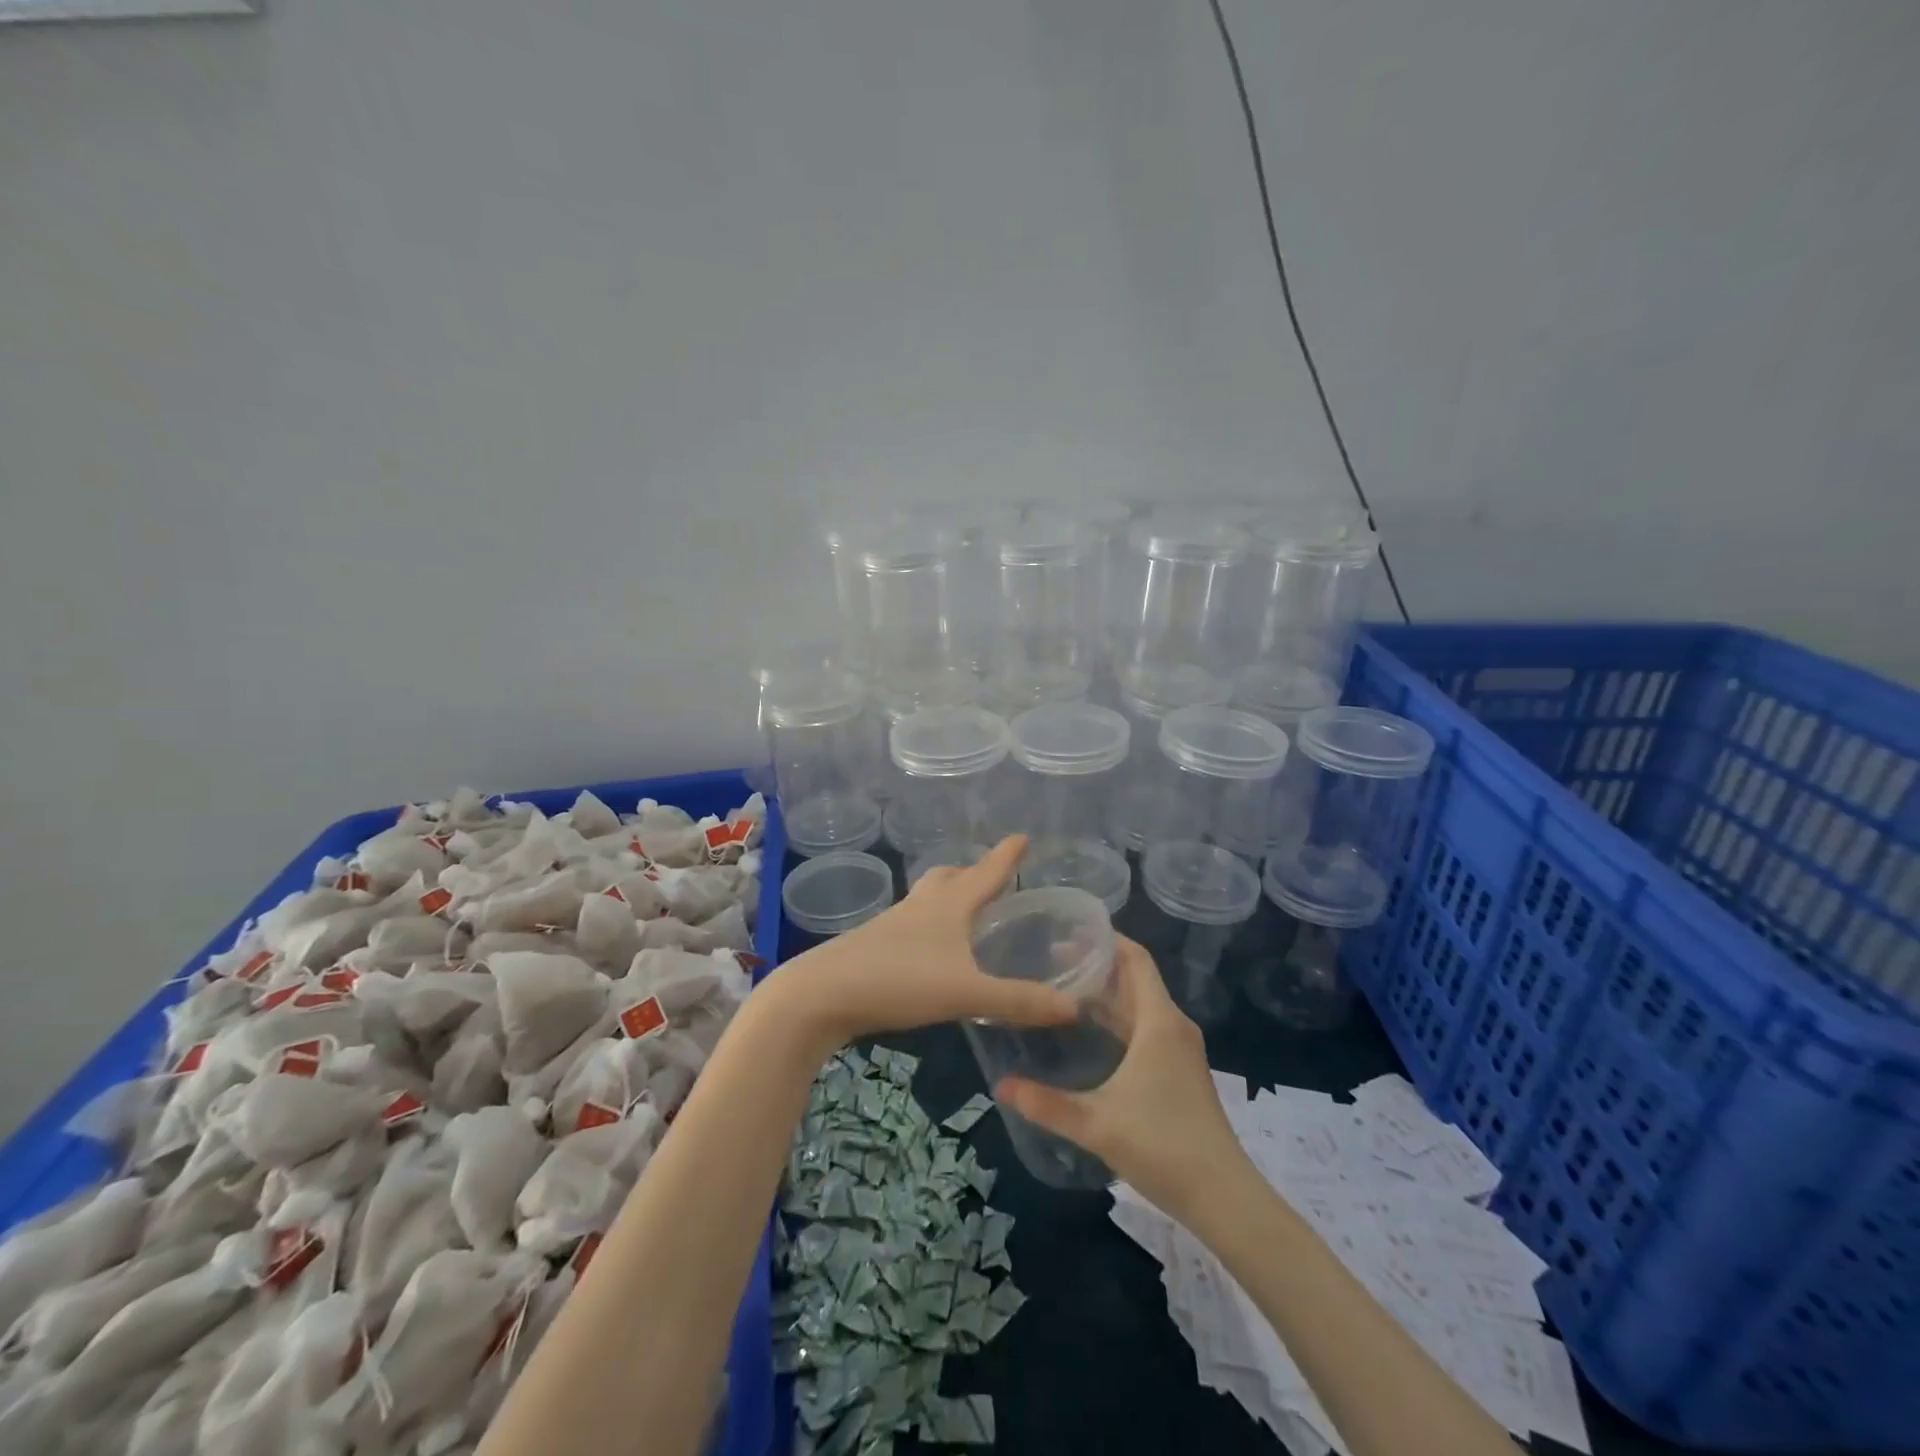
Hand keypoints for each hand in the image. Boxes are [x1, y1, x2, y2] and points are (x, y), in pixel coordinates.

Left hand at [782, 836, 1078, 1046]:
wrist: (821, 994)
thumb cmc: (898, 980)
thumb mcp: (966, 993)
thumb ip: (1017, 1001)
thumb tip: (1073, 1008)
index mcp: (948, 906)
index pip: (986, 873)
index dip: (1007, 856)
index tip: (1022, 836)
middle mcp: (921, 906)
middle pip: (950, 878)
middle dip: (972, 873)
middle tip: (990, 878)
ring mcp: (893, 925)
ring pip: (927, 900)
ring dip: (948, 898)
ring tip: (964, 912)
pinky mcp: (874, 946)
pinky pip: (911, 925)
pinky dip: (929, 927)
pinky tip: (931, 951)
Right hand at [995, 935, 1245, 1216]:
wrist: (1223, 1197)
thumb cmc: (1162, 1146)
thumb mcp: (1096, 1124)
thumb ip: (1045, 1103)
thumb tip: (999, 1085)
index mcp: (1158, 1022)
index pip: (1136, 959)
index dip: (1106, 939)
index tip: (1069, 929)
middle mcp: (1172, 1026)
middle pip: (1135, 979)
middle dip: (1097, 965)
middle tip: (1050, 958)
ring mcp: (1179, 1049)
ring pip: (1140, 1005)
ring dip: (1107, 993)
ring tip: (1063, 987)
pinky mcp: (1180, 1070)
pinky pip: (1146, 1027)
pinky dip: (1118, 1018)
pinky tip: (1091, 1031)